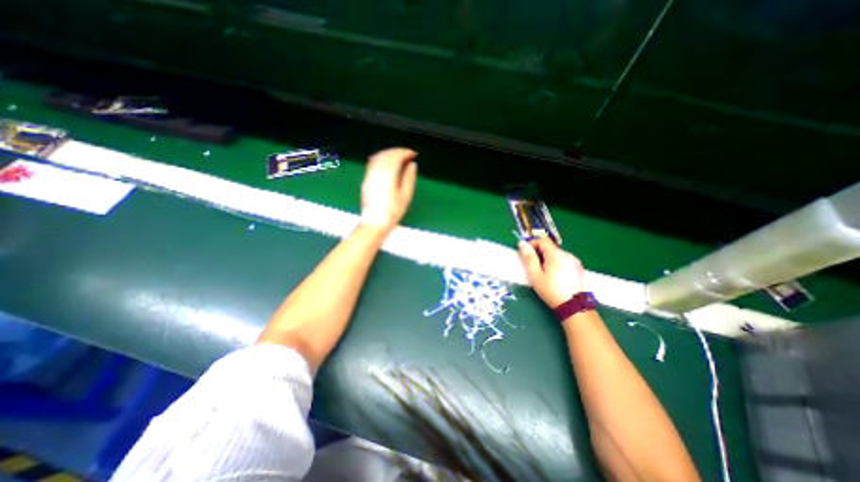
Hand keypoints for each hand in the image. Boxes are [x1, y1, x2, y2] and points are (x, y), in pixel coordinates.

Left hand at [361, 148, 417, 231]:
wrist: (375, 222)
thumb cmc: (392, 212)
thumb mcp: (405, 196)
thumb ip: (409, 178)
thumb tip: (412, 165)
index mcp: (388, 176)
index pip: (396, 157)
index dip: (405, 153)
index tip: (413, 154)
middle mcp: (377, 173)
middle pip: (386, 154)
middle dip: (398, 151)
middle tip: (407, 153)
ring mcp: (370, 176)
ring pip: (378, 157)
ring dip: (389, 153)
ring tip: (398, 156)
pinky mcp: (366, 180)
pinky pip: (372, 163)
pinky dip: (381, 158)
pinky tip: (386, 162)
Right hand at [516, 237, 584, 308]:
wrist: (574, 306)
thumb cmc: (551, 290)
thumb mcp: (535, 275)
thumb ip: (529, 258)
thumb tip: (522, 243)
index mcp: (555, 254)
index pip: (543, 240)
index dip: (533, 244)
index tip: (527, 253)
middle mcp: (567, 254)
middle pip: (550, 247)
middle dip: (540, 253)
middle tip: (534, 266)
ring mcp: (575, 261)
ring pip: (557, 254)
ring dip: (549, 258)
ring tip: (545, 273)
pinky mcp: (579, 268)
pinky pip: (565, 260)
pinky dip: (558, 263)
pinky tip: (556, 276)